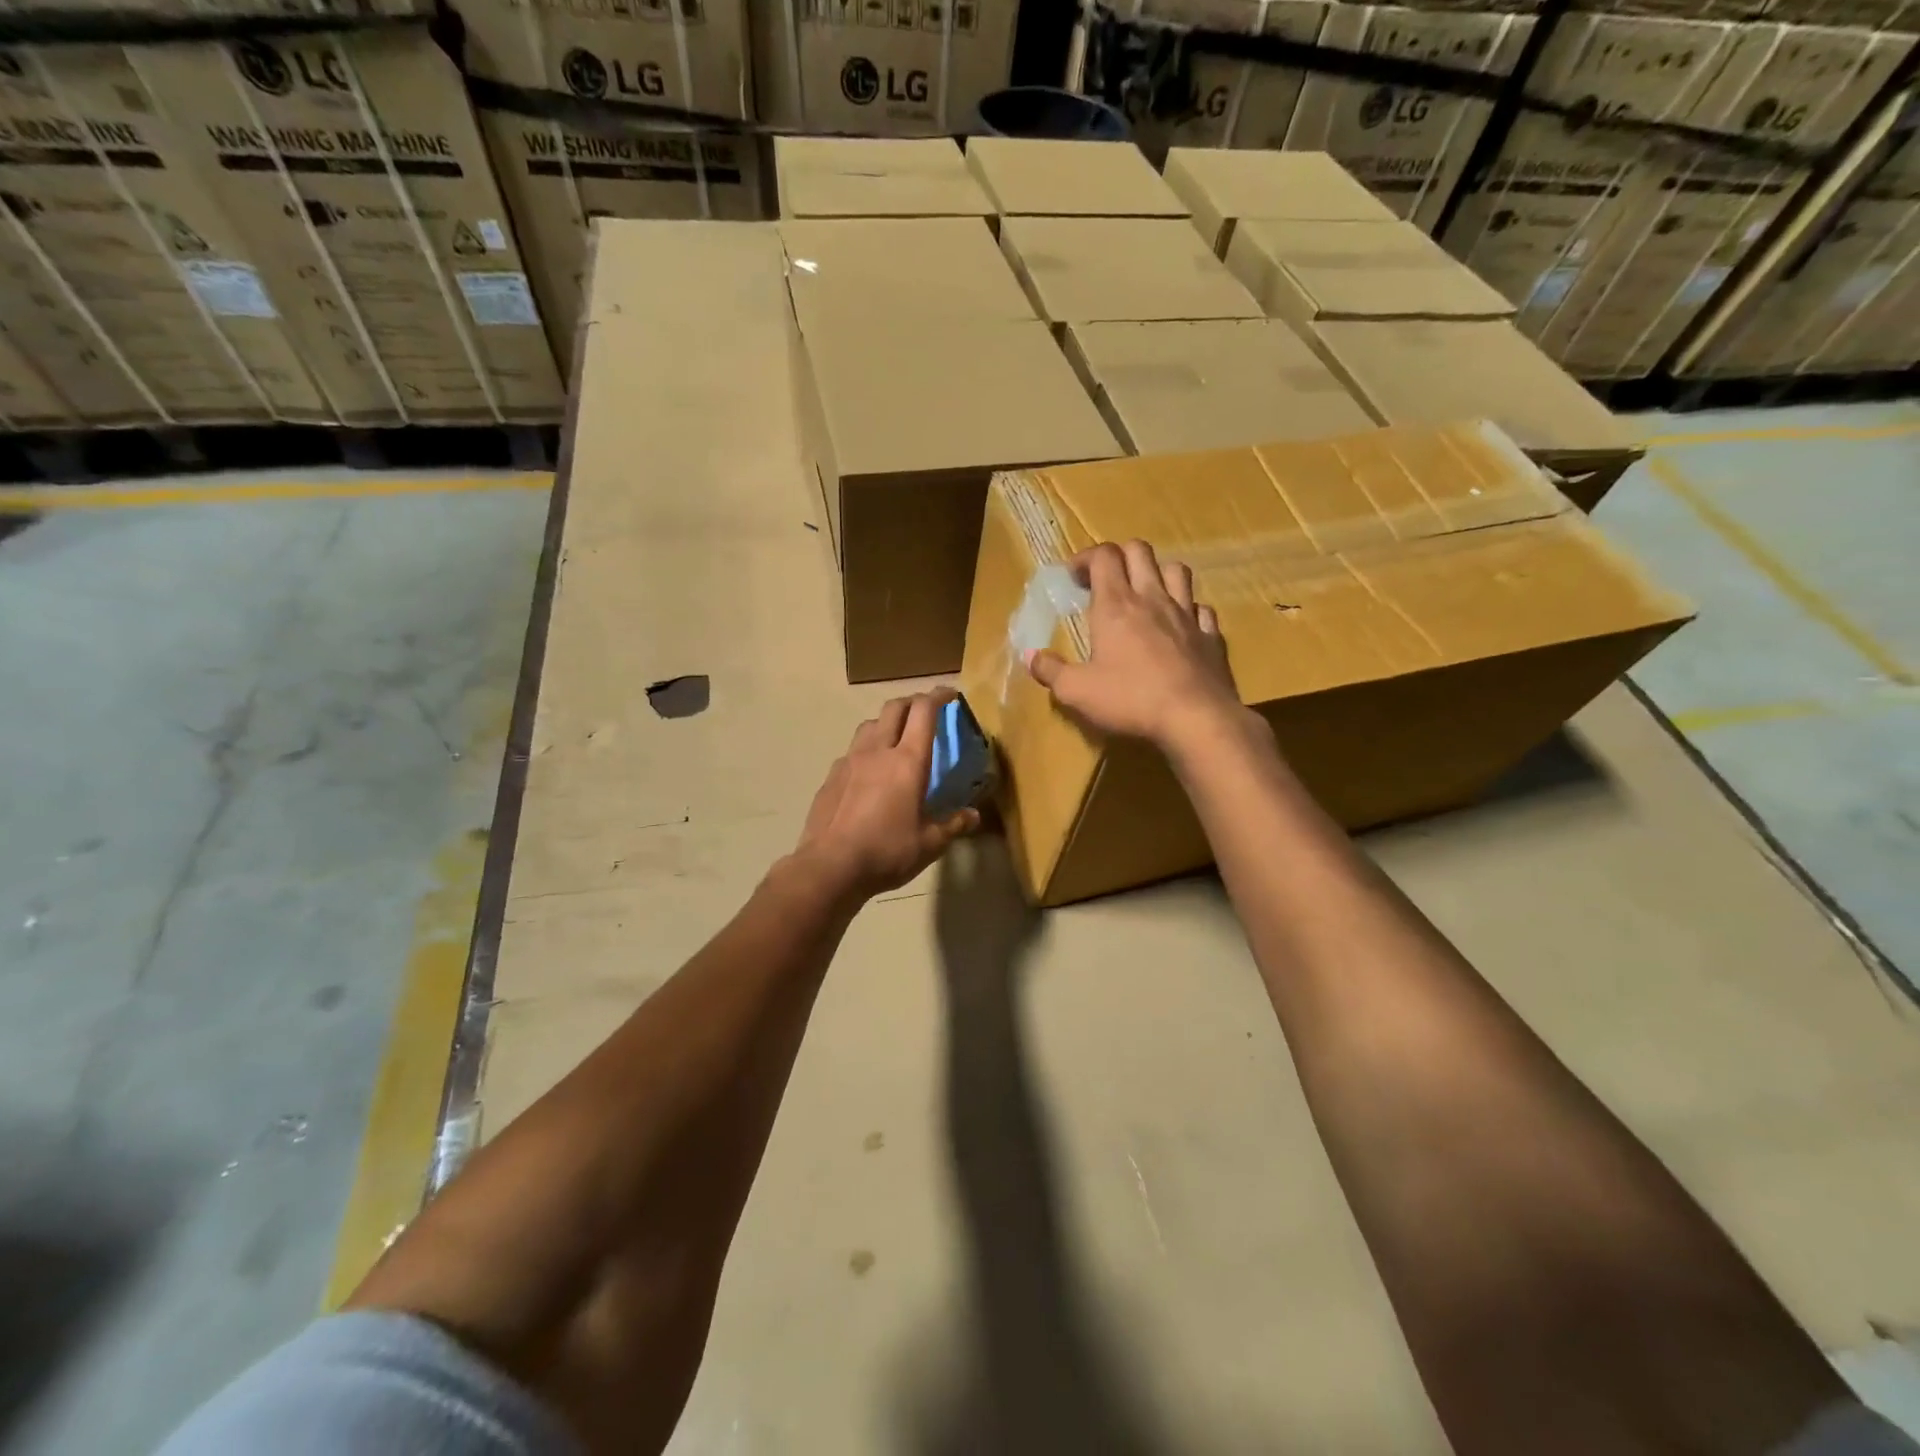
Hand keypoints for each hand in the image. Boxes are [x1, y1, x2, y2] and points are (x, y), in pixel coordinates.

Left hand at [794, 691, 979, 901]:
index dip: (938, 696)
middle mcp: (877, 751)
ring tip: (896, 737)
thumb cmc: (887, 852)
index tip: (950, 694)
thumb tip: (973, 815)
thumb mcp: (929, 844)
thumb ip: (953, 825)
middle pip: (894, 707)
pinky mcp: (831, 776)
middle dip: (913, 701)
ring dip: (887, 722)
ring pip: (869, 724)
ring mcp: (849, 761)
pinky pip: (852, 751)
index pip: (924, 711)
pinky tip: (869, 771)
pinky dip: (866, 749)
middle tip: (926, 711)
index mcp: (907, 761)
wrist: (829, 866)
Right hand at [1026, 540, 1241, 750]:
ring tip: (1145, 593)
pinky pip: (1202, 609)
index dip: (1085, 558)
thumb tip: (1031, 656)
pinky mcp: (1211, 636)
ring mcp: (1187, 614)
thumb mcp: (1076, 691)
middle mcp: (1152, 599)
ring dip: (1158, 573)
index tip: (1072, 577)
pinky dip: (1189, 610)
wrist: (1195, 718)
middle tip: (1105, 579)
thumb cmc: (1130, 699)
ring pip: (1176, 571)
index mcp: (1116, 605)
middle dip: (1119, 556)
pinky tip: (1180, 625)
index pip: (1103, 556)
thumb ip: (1051, 671)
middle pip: (1139, 551)